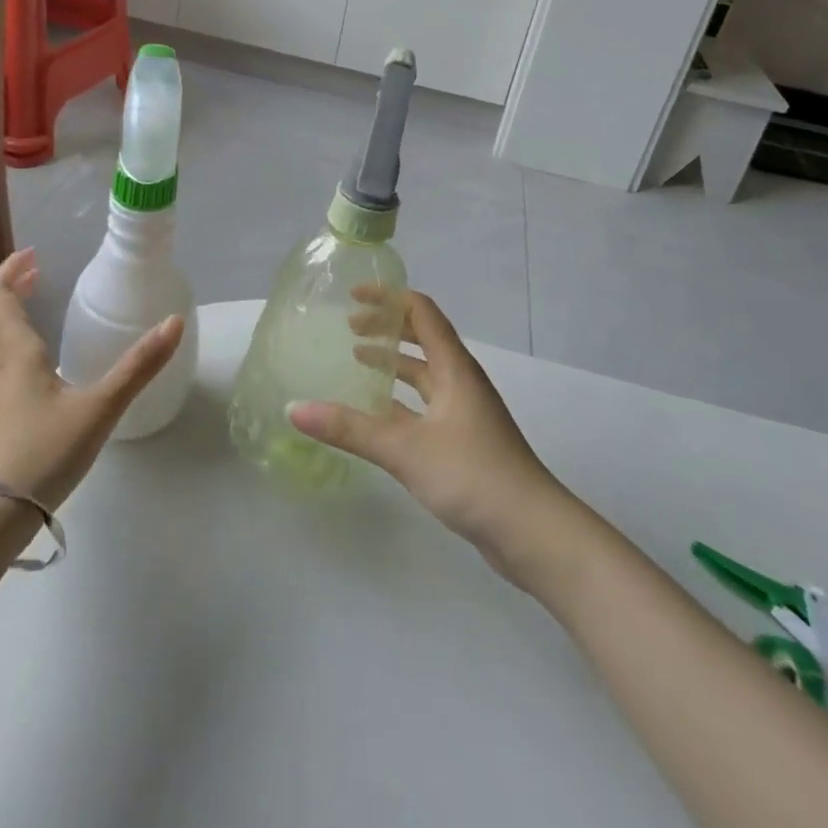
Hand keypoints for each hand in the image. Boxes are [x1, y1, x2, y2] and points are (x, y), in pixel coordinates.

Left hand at [0, 249, 183, 508]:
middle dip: (5, 289)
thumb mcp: (100, 408)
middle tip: (32, 276)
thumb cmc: (44, 453)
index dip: (10, 272)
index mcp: (17, 355)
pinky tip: (19, 369)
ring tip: (20, 311)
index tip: (32, 254)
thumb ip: (138, 367)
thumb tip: (174, 322)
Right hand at [288, 289, 570, 576]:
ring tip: (357, 360)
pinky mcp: (464, 441)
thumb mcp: (405, 449)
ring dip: (394, 363)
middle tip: (349, 327)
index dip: (389, 298)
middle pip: (423, 338)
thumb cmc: (472, 475)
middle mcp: (461, 382)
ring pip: (425, 374)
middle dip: (387, 328)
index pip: (422, 312)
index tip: (353, 296)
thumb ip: (350, 428)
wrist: (532, 532)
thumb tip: (294, 408)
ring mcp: (465, 412)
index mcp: (454, 368)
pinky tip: (377, 414)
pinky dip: (401, 399)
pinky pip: (426, 404)